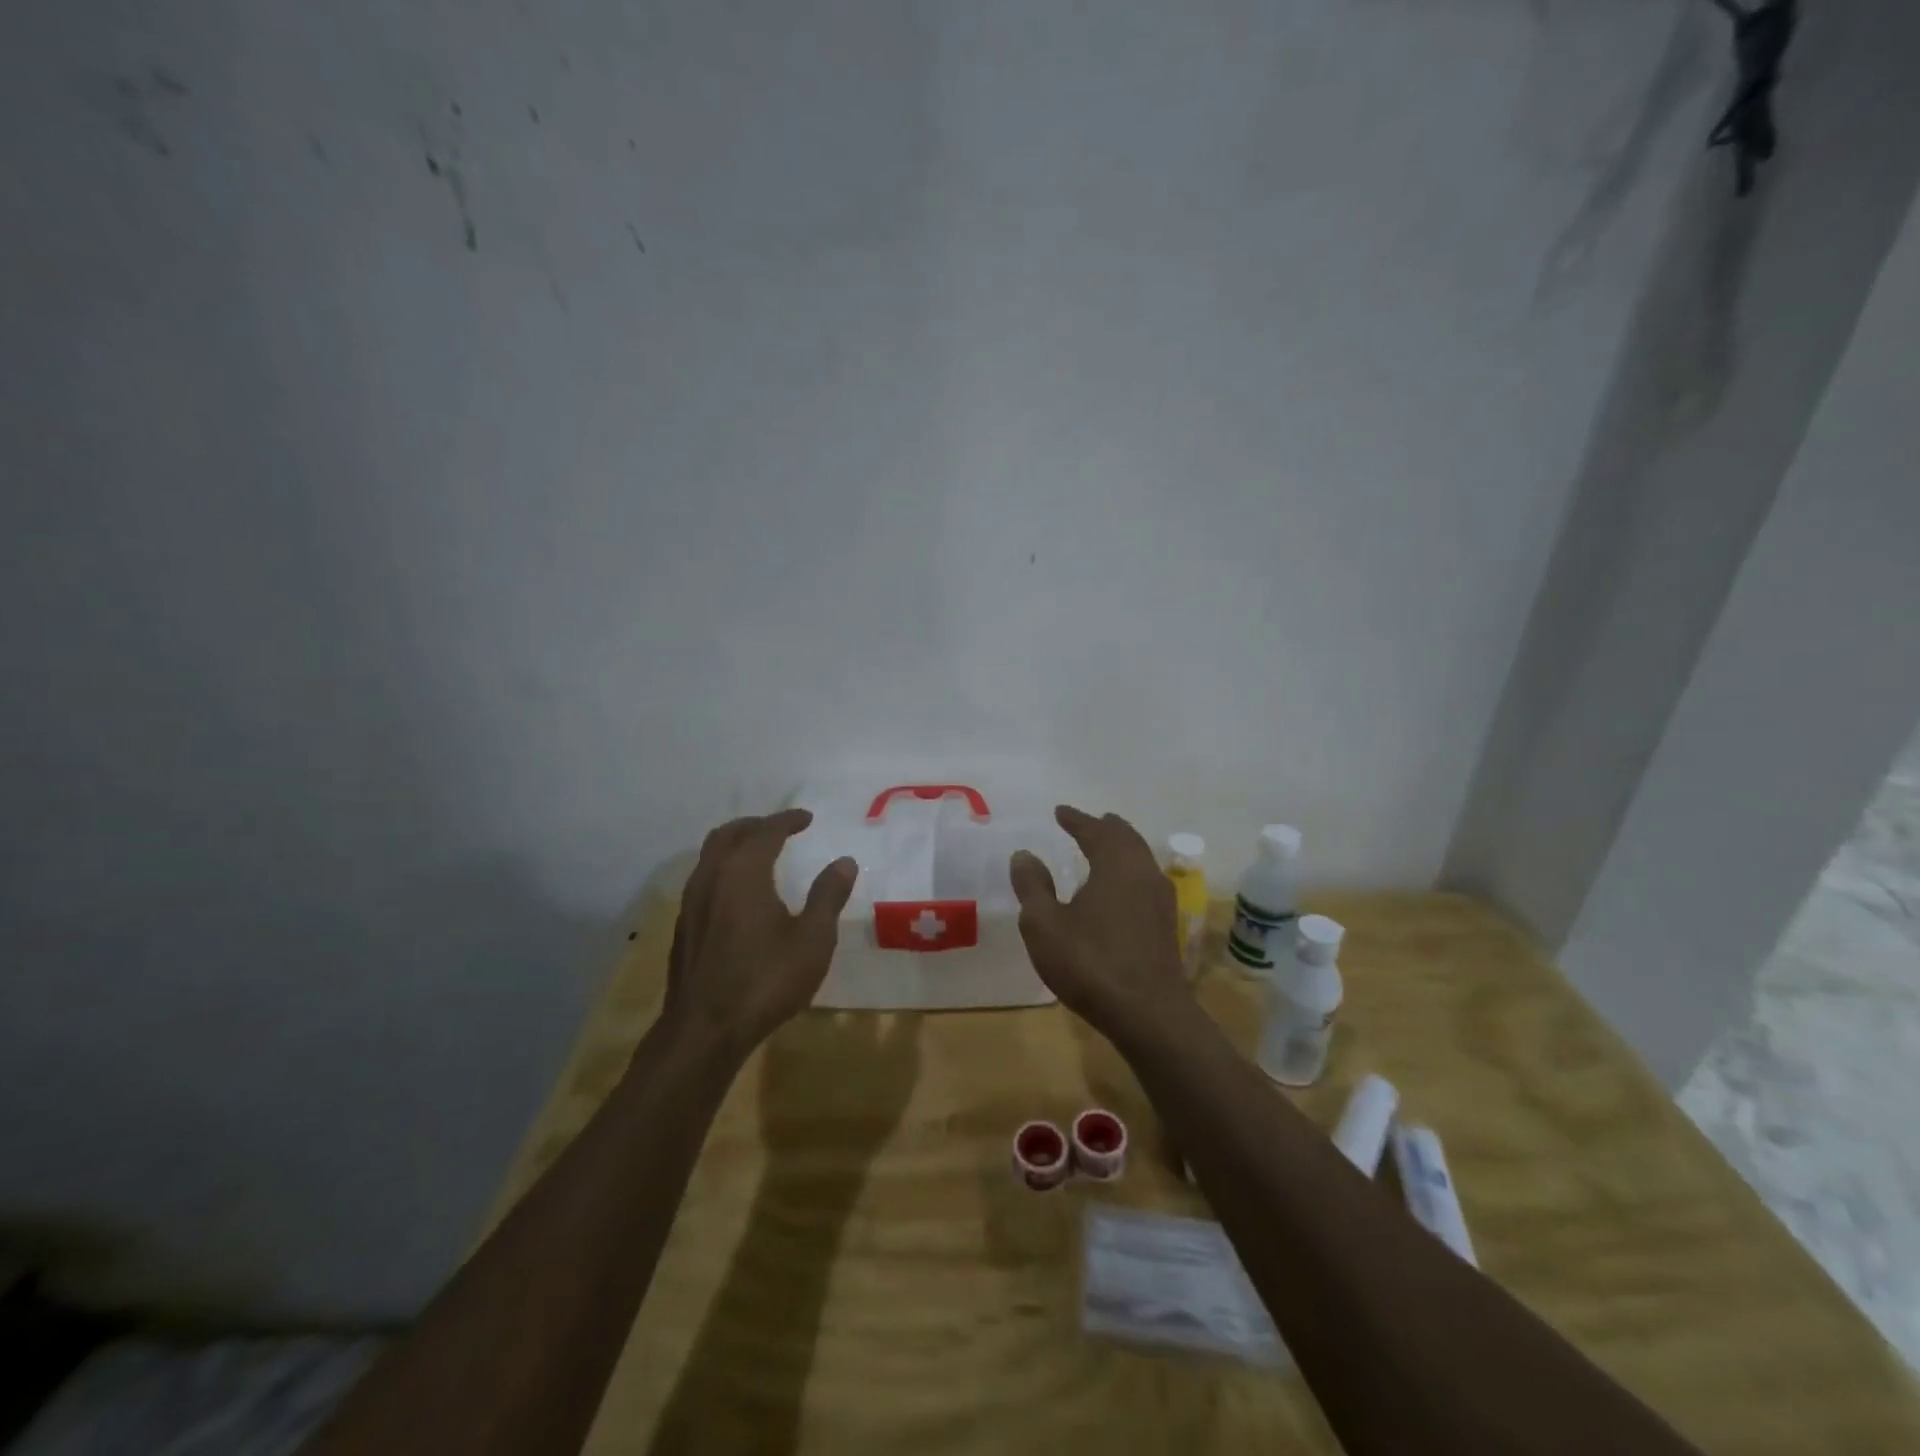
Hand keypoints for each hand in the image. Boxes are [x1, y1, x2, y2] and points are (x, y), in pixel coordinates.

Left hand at [664, 810, 857, 1056]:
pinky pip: (703, 877)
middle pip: (729, 834)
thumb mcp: (813, 940)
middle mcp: (711, 877)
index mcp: (743, 873)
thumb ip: (828, 896)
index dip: (787, 820)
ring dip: (736, 844)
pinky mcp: (684, 926)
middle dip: (757, 825)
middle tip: (781, 827)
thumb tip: (844, 861)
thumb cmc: (765, 981)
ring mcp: (691, 902)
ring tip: (760, 852)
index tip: (807, 818)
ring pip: (710, 854)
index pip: (766, 831)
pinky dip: (724, 867)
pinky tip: (739, 891)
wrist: (704, 1031)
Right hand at [1009, 806, 1195, 1042]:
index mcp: (1116, 864)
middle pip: (1126, 839)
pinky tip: (1118, 891)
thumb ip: (1033, 886)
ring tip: (1103, 849)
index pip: (1095, 830)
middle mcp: (1143, 873)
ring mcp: (1160, 900)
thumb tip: (1024, 854)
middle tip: (1088, 823)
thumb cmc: (1090, 962)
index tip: (1060, 811)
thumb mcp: (1044, 924)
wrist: (1148, 1014)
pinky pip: (1145, 882)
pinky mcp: (1166, 926)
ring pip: (1140, 860)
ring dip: (1121, 849)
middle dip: (1105, 828)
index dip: (1076, 819)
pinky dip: (1128, 873)